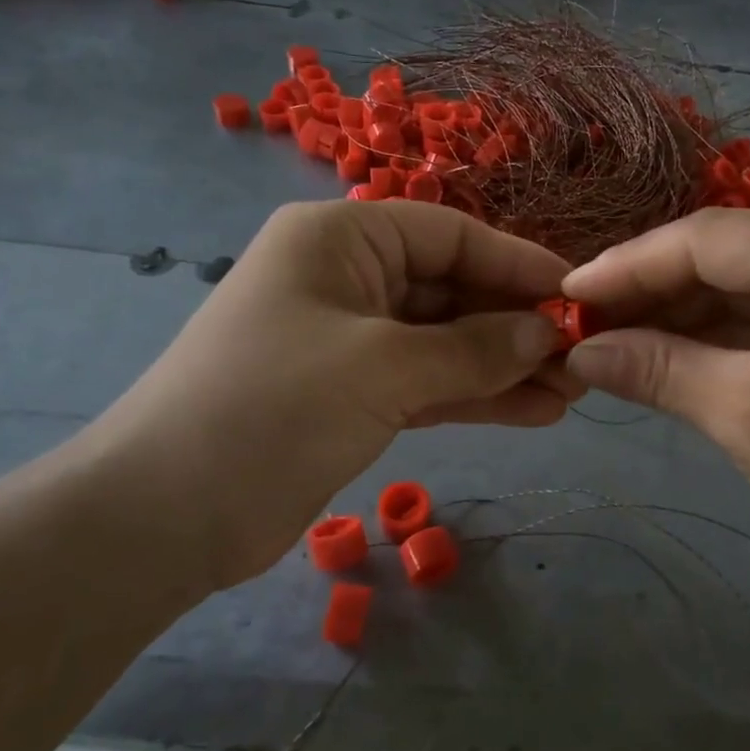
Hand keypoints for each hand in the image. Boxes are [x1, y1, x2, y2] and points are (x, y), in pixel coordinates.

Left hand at [67, 201, 576, 589]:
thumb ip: (472, 349)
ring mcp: (351, 340)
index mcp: (341, 239)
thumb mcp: (382, 368)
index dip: (517, 264)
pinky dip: (475, 397)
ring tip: (572, 392)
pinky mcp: (353, 395)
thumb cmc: (271, 409)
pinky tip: (534, 412)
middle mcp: (347, 277)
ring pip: (445, 343)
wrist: (166, 515)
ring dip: (504, 366)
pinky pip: (428, 384)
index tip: (577, 296)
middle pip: (452, 290)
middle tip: (583, 358)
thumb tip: (544, 333)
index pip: (451, 235)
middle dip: (516, 325)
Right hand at [561, 210, 749, 597]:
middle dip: (651, 289)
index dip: (631, 264)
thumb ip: (655, 369)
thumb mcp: (744, 416)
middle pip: (726, 253)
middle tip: (583, 322)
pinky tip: (660, 348)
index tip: (569, 294)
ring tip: (610, 338)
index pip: (712, 238)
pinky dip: (713, 331)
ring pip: (742, 281)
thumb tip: (577, 352)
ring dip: (677, 311)